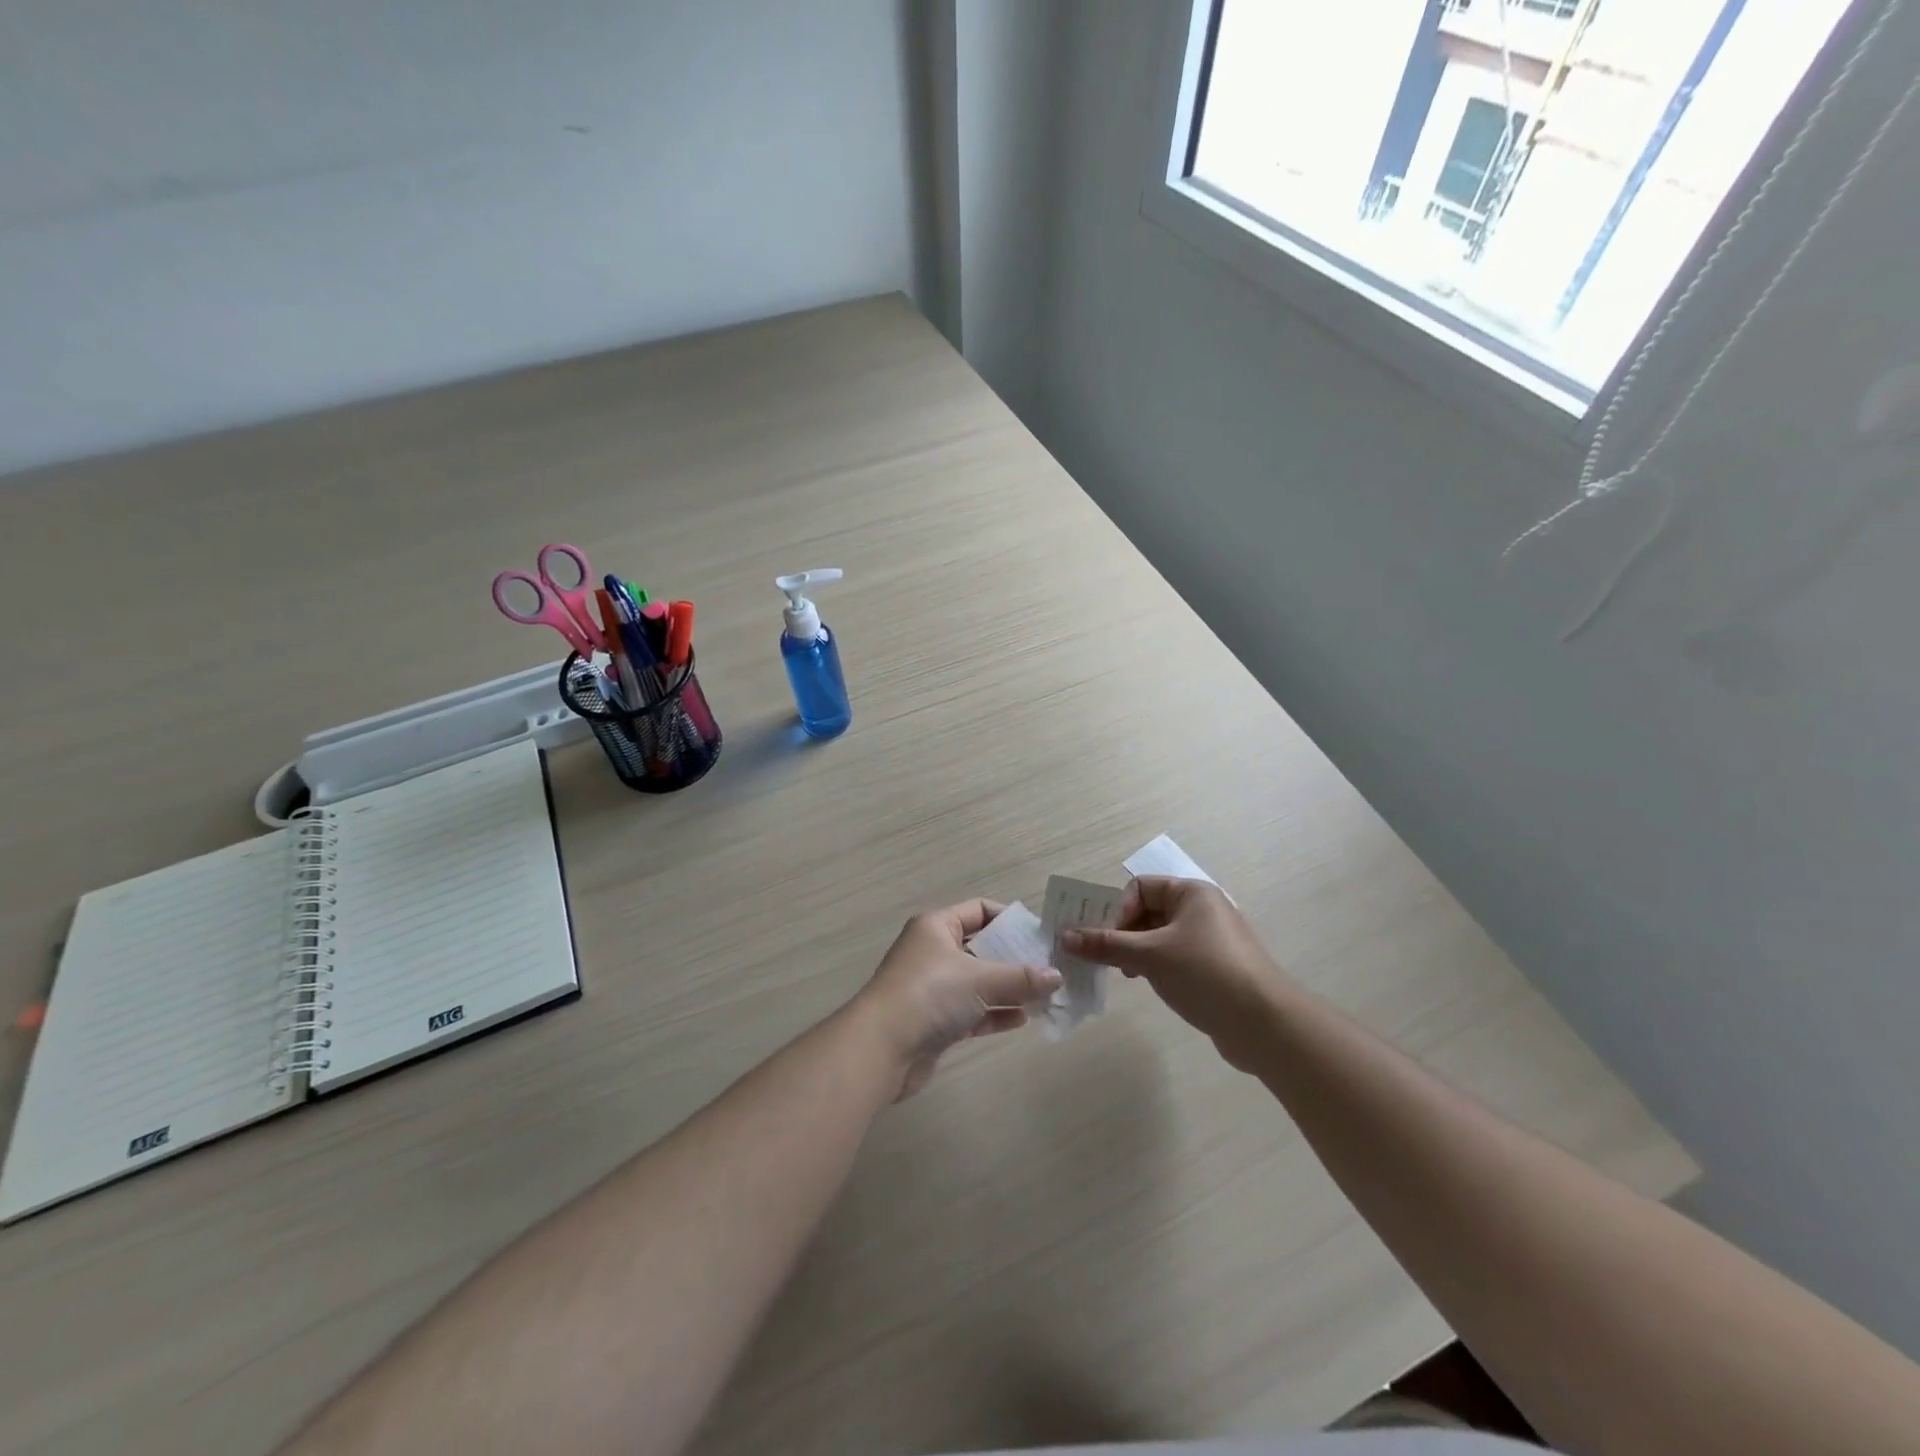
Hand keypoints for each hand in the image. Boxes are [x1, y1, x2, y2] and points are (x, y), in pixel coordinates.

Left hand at [856, 900, 1061, 1099]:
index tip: (1041, 936)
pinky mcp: (934, 1021)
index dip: (1010, 920)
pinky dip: (994, 1013)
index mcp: (937, 926)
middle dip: (1014, 958)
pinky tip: (1023, 1019)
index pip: (979, 910)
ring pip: (978, 982)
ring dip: (1008, 989)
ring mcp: (932, 987)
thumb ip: (1021, 977)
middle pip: (981, 947)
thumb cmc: (931, 994)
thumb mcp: (981, 979)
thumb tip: (1057, 976)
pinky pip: (972, 1010)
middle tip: (1050, 969)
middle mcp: (933, 951)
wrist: (881, 1048)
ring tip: (1045, 997)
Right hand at [1060, 877, 1280, 1070]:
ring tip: (1125, 975)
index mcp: (1191, 893)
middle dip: (1122, 932)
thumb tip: (1065, 937)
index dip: (1118, 910)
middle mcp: (1202, 909)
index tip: (1107, 940)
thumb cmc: (1205, 973)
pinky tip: (1149, 985)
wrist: (1266, 1024)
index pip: (1139, 887)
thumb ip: (1105, 944)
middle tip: (1104, 959)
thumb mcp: (1149, 956)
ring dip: (1136, 951)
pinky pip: (1174, 957)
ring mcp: (1210, 940)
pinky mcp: (1214, 967)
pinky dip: (1155, 966)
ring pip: (1158, 936)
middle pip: (1147, 910)